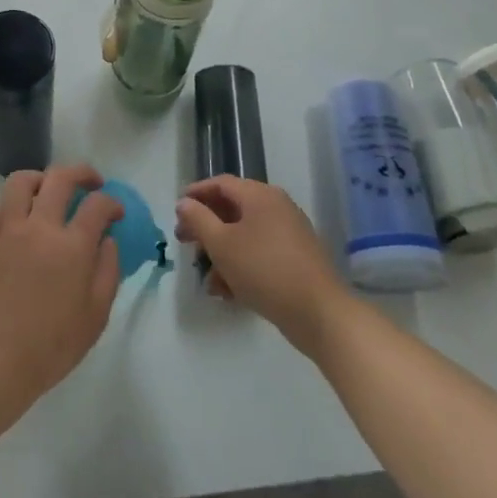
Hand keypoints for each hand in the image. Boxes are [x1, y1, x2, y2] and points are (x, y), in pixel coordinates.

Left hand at [0, 164, 123, 421]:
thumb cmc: (50, 347)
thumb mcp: (95, 317)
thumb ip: (107, 272)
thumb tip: (108, 241)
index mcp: (72, 247)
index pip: (97, 205)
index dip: (112, 203)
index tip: (116, 212)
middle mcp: (40, 227)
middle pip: (60, 178)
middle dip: (82, 173)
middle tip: (93, 183)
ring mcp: (9, 229)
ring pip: (23, 180)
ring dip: (43, 177)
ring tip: (53, 189)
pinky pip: (2, 204)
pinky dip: (18, 200)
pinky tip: (27, 214)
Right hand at [174, 177, 346, 354]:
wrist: (319, 313)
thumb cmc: (264, 270)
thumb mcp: (222, 244)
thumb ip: (199, 219)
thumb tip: (184, 202)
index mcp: (260, 195)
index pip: (221, 183)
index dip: (196, 193)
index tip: (176, 210)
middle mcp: (276, 207)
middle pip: (232, 209)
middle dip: (206, 227)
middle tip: (184, 242)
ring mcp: (289, 234)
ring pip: (245, 235)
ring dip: (221, 253)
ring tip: (207, 279)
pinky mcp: (295, 259)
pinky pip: (260, 254)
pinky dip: (241, 266)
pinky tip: (228, 292)